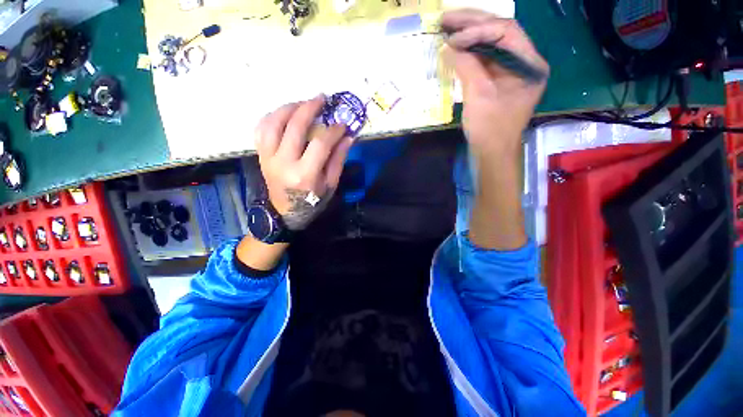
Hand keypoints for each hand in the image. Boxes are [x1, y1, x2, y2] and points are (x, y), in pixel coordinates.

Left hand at [255, 95, 352, 230]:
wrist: (285, 213)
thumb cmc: (312, 201)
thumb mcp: (330, 185)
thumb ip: (338, 160)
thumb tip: (348, 137)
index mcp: (304, 174)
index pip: (321, 144)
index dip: (334, 130)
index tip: (343, 124)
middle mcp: (283, 163)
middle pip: (295, 127)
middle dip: (310, 108)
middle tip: (322, 98)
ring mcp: (268, 158)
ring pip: (273, 123)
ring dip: (288, 108)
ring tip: (302, 103)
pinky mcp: (261, 155)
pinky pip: (261, 129)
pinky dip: (272, 116)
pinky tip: (284, 113)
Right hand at [442, 9, 548, 156]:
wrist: (492, 153)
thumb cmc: (490, 129)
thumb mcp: (479, 96)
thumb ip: (466, 66)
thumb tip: (449, 46)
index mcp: (529, 64)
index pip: (506, 31)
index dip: (478, 30)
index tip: (453, 38)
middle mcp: (524, 62)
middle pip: (499, 32)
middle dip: (472, 24)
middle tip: (446, 18)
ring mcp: (511, 71)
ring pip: (491, 44)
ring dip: (469, 35)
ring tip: (446, 28)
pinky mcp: (499, 80)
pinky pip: (485, 59)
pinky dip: (469, 53)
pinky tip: (455, 48)